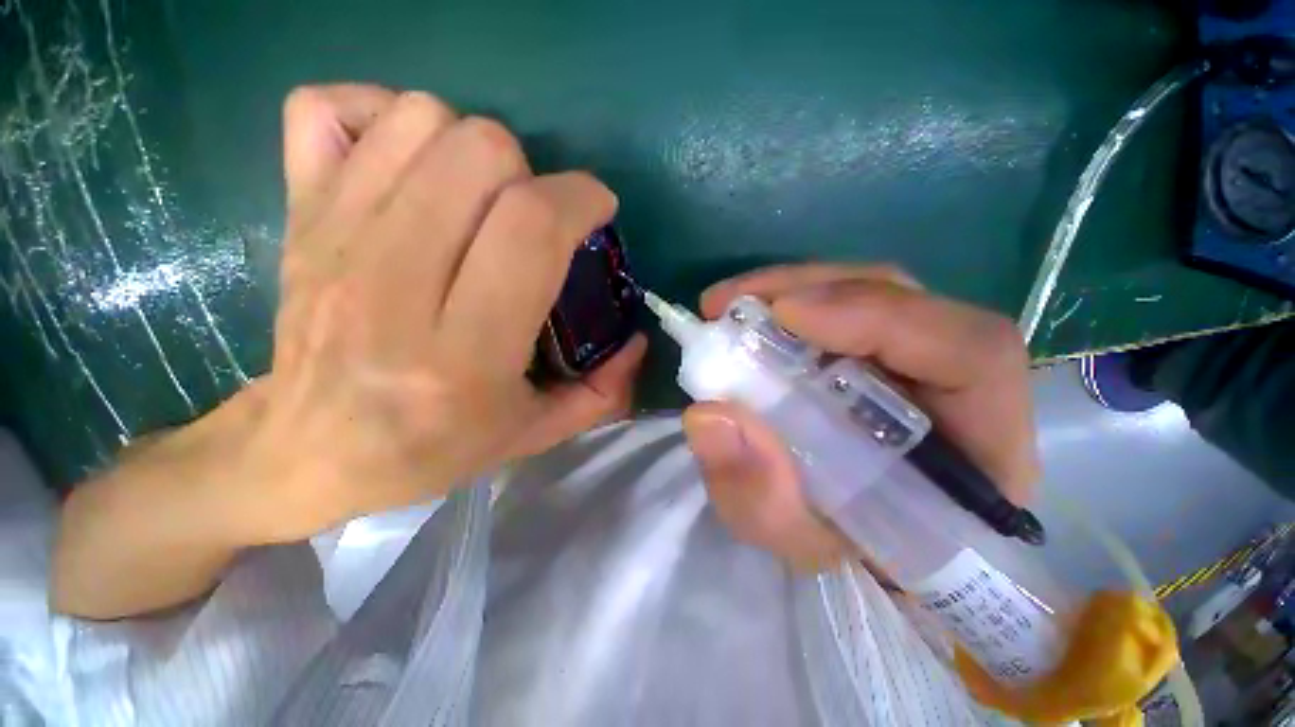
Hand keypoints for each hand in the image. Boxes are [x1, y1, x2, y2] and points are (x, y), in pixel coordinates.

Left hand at [229, 84, 644, 542]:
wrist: (308, 451)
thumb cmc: (431, 448)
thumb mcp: (534, 434)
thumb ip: (603, 392)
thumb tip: (636, 340)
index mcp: (462, 353)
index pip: (531, 228)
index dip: (580, 199)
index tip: (596, 210)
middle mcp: (393, 285)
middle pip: (479, 155)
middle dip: (531, 174)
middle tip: (532, 216)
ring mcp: (333, 238)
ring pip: (419, 121)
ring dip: (470, 146)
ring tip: (480, 196)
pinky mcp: (295, 214)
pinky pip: (326, 109)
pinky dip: (378, 115)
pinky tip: (407, 164)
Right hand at [681, 264, 1037, 570]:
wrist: (860, 547)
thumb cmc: (847, 555)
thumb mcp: (798, 543)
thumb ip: (759, 497)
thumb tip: (707, 415)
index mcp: (980, 450)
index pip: (971, 353)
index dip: (879, 318)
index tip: (785, 316)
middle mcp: (959, 387)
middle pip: (906, 302)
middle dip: (813, 290)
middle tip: (731, 306)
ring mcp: (918, 358)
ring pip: (869, 294)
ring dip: (792, 290)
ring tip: (729, 308)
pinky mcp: (880, 350)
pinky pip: (841, 309)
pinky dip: (790, 303)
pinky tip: (749, 317)